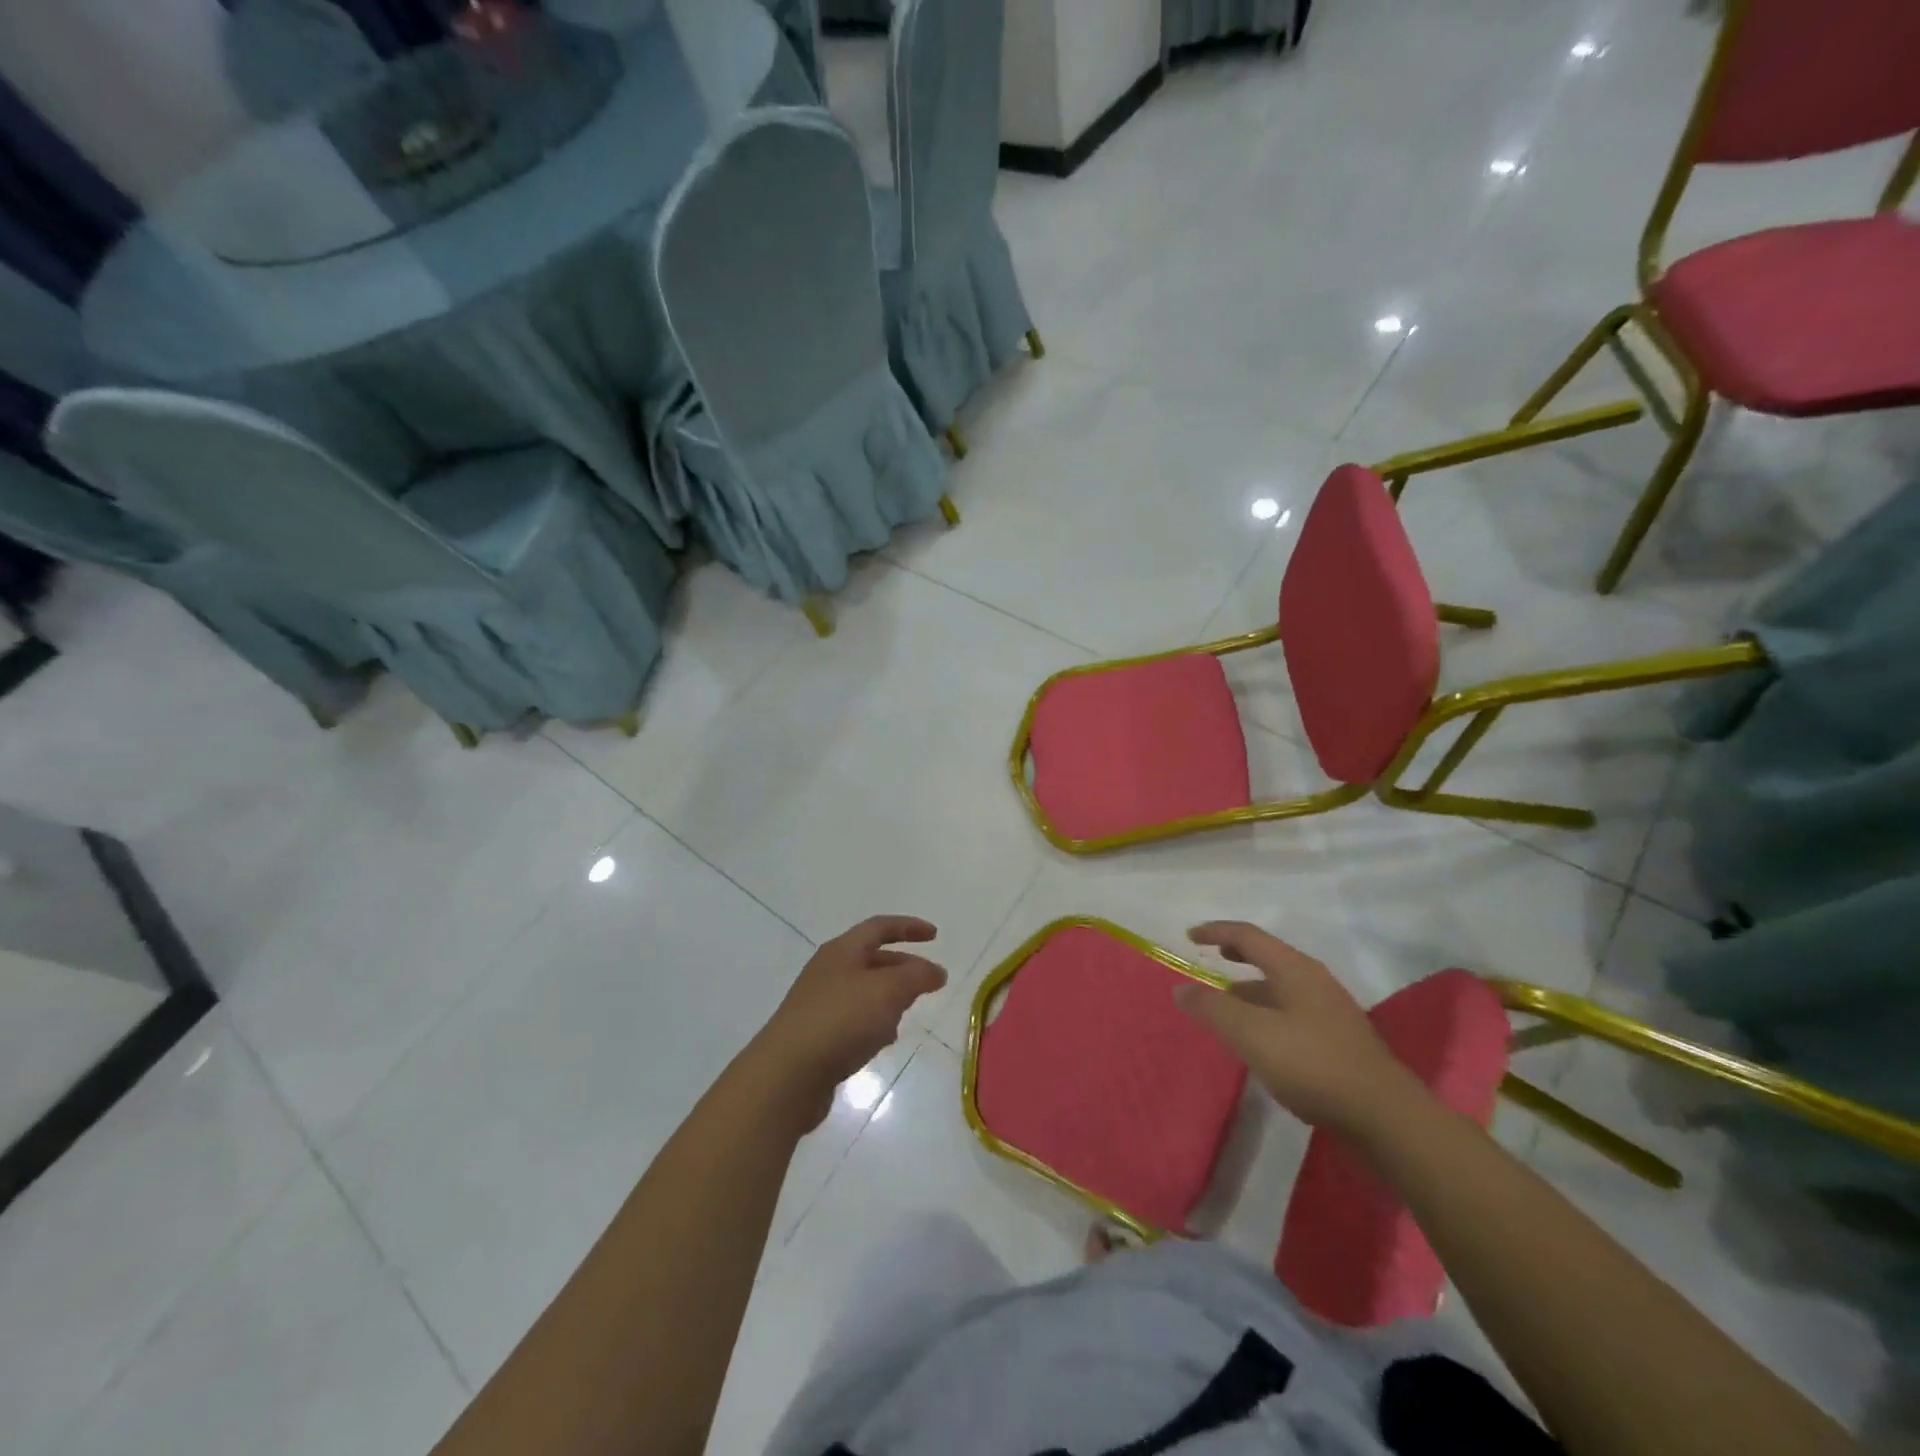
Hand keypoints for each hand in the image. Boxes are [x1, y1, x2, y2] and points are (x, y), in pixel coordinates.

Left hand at [749, 916, 947, 1130]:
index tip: (935, 936)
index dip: (909, 927)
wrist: (786, 1075)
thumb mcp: (888, 991)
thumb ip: (917, 976)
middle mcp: (828, 971)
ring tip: (909, 1013)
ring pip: (864, 992)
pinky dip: (873, 1024)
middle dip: (904, 968)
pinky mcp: (817, 1036)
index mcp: (842, 951)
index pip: (880, 927)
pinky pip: (854, 1020)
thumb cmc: (841, 1020)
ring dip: (889, 998)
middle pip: (873, 959)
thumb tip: (936, 971)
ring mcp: (820, 1004)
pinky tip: (882, 1042)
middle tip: (931, 982)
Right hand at [1175, 921, 1421, 1135]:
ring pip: (1280, 988)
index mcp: (1295, 969)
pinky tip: (1259, 1039)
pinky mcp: (1338, 1041)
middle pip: (1268, 957)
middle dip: (1236, 956)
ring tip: (1226, 1006)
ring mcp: (1330, 1011)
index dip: (1216, 932)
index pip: (1248, 936)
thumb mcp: (1252, 1034)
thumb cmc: (1313, 1064)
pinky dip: (1266, 1013)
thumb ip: (1213, 1009)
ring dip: (1250, 989)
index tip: (1189, 938)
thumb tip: (1180, 989)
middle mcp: (1314, 981)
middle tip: (1211, 961)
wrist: (1385, 1117)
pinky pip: (1291, 1012)